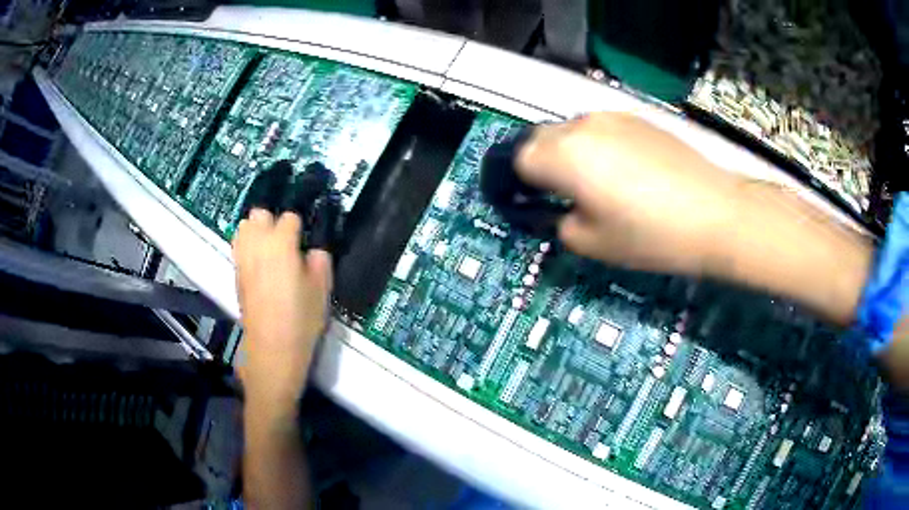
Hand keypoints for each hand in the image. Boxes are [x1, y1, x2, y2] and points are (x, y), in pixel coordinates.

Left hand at [233, 209, 332, 419]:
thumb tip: (312, 250)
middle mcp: (257, 243)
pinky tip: (260, 261)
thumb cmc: (301, 317)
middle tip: (287, 240)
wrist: (273, 347)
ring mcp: (243, 258)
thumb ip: (320, 259)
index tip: (307, 239)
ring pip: (244, 227)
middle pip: (260, 214)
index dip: (300, 226)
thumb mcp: (322, 287)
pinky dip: (248, 245)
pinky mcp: (237, 273)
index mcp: (281, 242)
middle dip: (273, 221)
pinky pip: (239, 246)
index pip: (290, 217)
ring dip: (257, 230)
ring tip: (270, 247)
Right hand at [516, 112, 736, 275]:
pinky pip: (599, 129)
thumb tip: (554, 210)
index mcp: (563, 154)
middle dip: (535, 164)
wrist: (715, 213)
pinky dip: (594, 147)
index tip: (520, 201)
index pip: (515, 159)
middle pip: (538, 138)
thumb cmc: (650, 235)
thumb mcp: (591, 243)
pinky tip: (619, 172)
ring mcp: (612, 117)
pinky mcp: (637, 118)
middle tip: (552, 194)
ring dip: (565, 153)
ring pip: (569, 130)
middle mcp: (581, 125)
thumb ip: (557, 222)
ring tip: (590, 184)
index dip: (511, 182)